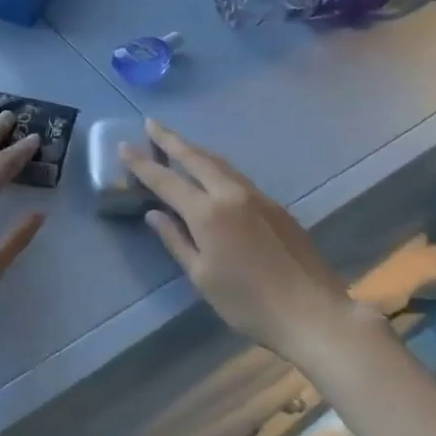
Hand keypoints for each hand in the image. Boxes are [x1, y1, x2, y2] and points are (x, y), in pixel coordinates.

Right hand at [121, 120, 350, 360]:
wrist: (312, 312)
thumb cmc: (248, 303)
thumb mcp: (202, 277)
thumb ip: (176, 241)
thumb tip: (154, 214)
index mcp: (208, 213)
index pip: (166, 180)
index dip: (142, 163)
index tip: (123, 146)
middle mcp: (231, 194)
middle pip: (195, 157)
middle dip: (171, 139)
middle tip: (151, 123)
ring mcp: (257, 196)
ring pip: (219, 162)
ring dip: (195, 149)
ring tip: (177, 142)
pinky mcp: (275, 205)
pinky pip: (236, 175)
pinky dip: (216, 166)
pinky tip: (212, 172)